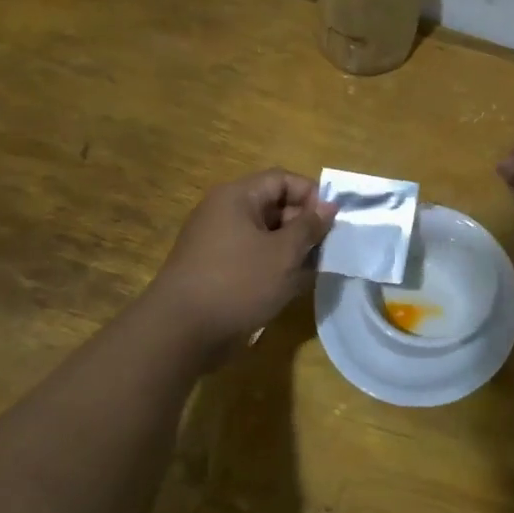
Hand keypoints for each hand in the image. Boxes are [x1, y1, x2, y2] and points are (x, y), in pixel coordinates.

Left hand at [144, 169, 334, 358]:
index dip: (311, 195)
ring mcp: (217, 242)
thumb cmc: (238, 283)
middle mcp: (224, 213)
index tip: (333, 221)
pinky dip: (273, 267)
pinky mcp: (215, 269)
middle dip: (304, 225)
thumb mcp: (284, 254)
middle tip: (327, 249)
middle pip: (274, 206)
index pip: (282, 180)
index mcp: (237, 197)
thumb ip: (309, 227)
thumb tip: (329, 205)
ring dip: (291, 249)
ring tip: (313, 271)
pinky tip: (291, 287)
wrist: (180, 332)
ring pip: (265, 235)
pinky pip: (252, 257)